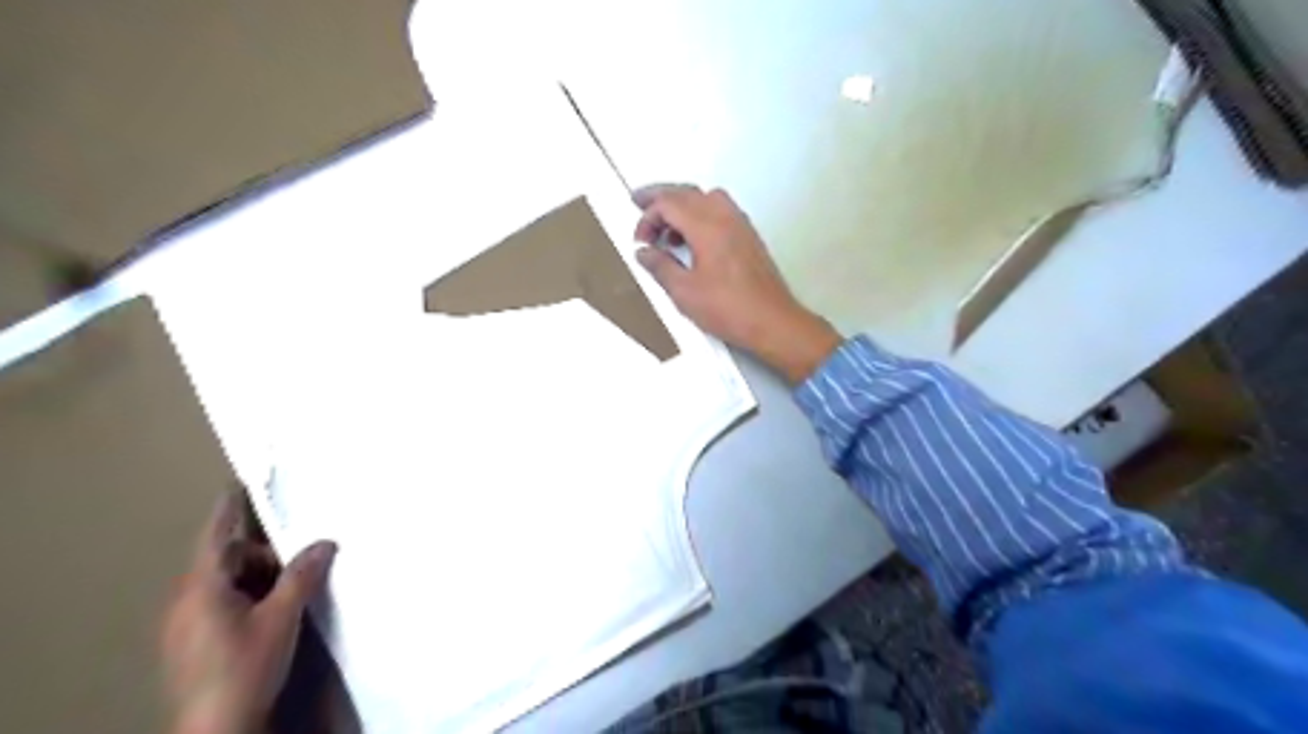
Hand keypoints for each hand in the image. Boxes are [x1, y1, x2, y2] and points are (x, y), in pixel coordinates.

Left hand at [160, 489, 334, 732]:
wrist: (216, 728)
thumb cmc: (245, 667)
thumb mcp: (281, 617)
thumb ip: (302, 575)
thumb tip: (325, 542)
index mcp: (202, 588)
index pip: (216, 536)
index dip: (229, 510)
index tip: (238, 483)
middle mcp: (186, 601)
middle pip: (226, 559)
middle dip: (263, 556)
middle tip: (298, 566)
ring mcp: (185, 624)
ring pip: (226, 583)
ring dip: (258, 579)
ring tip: (288, 597)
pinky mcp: (192, 643)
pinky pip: (221, 603)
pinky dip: (248, 597)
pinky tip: (271, 615)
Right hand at [637, 185, 849, 380]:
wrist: (772, 321)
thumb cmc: (728, 309)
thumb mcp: (684, 292)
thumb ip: (660, 267)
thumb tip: (644, 253)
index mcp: (707, 226)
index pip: (669, 203)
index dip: (648, 217)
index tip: (640, 241)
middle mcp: (725, 217)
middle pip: (687, 192)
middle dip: (661, 197)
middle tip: (639, 203)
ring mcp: (741, 225)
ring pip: (706, 197)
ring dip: (683, 205)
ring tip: (668, 230)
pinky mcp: (749, 237)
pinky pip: (721, 210)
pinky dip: (701, 214)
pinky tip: (693, 240)